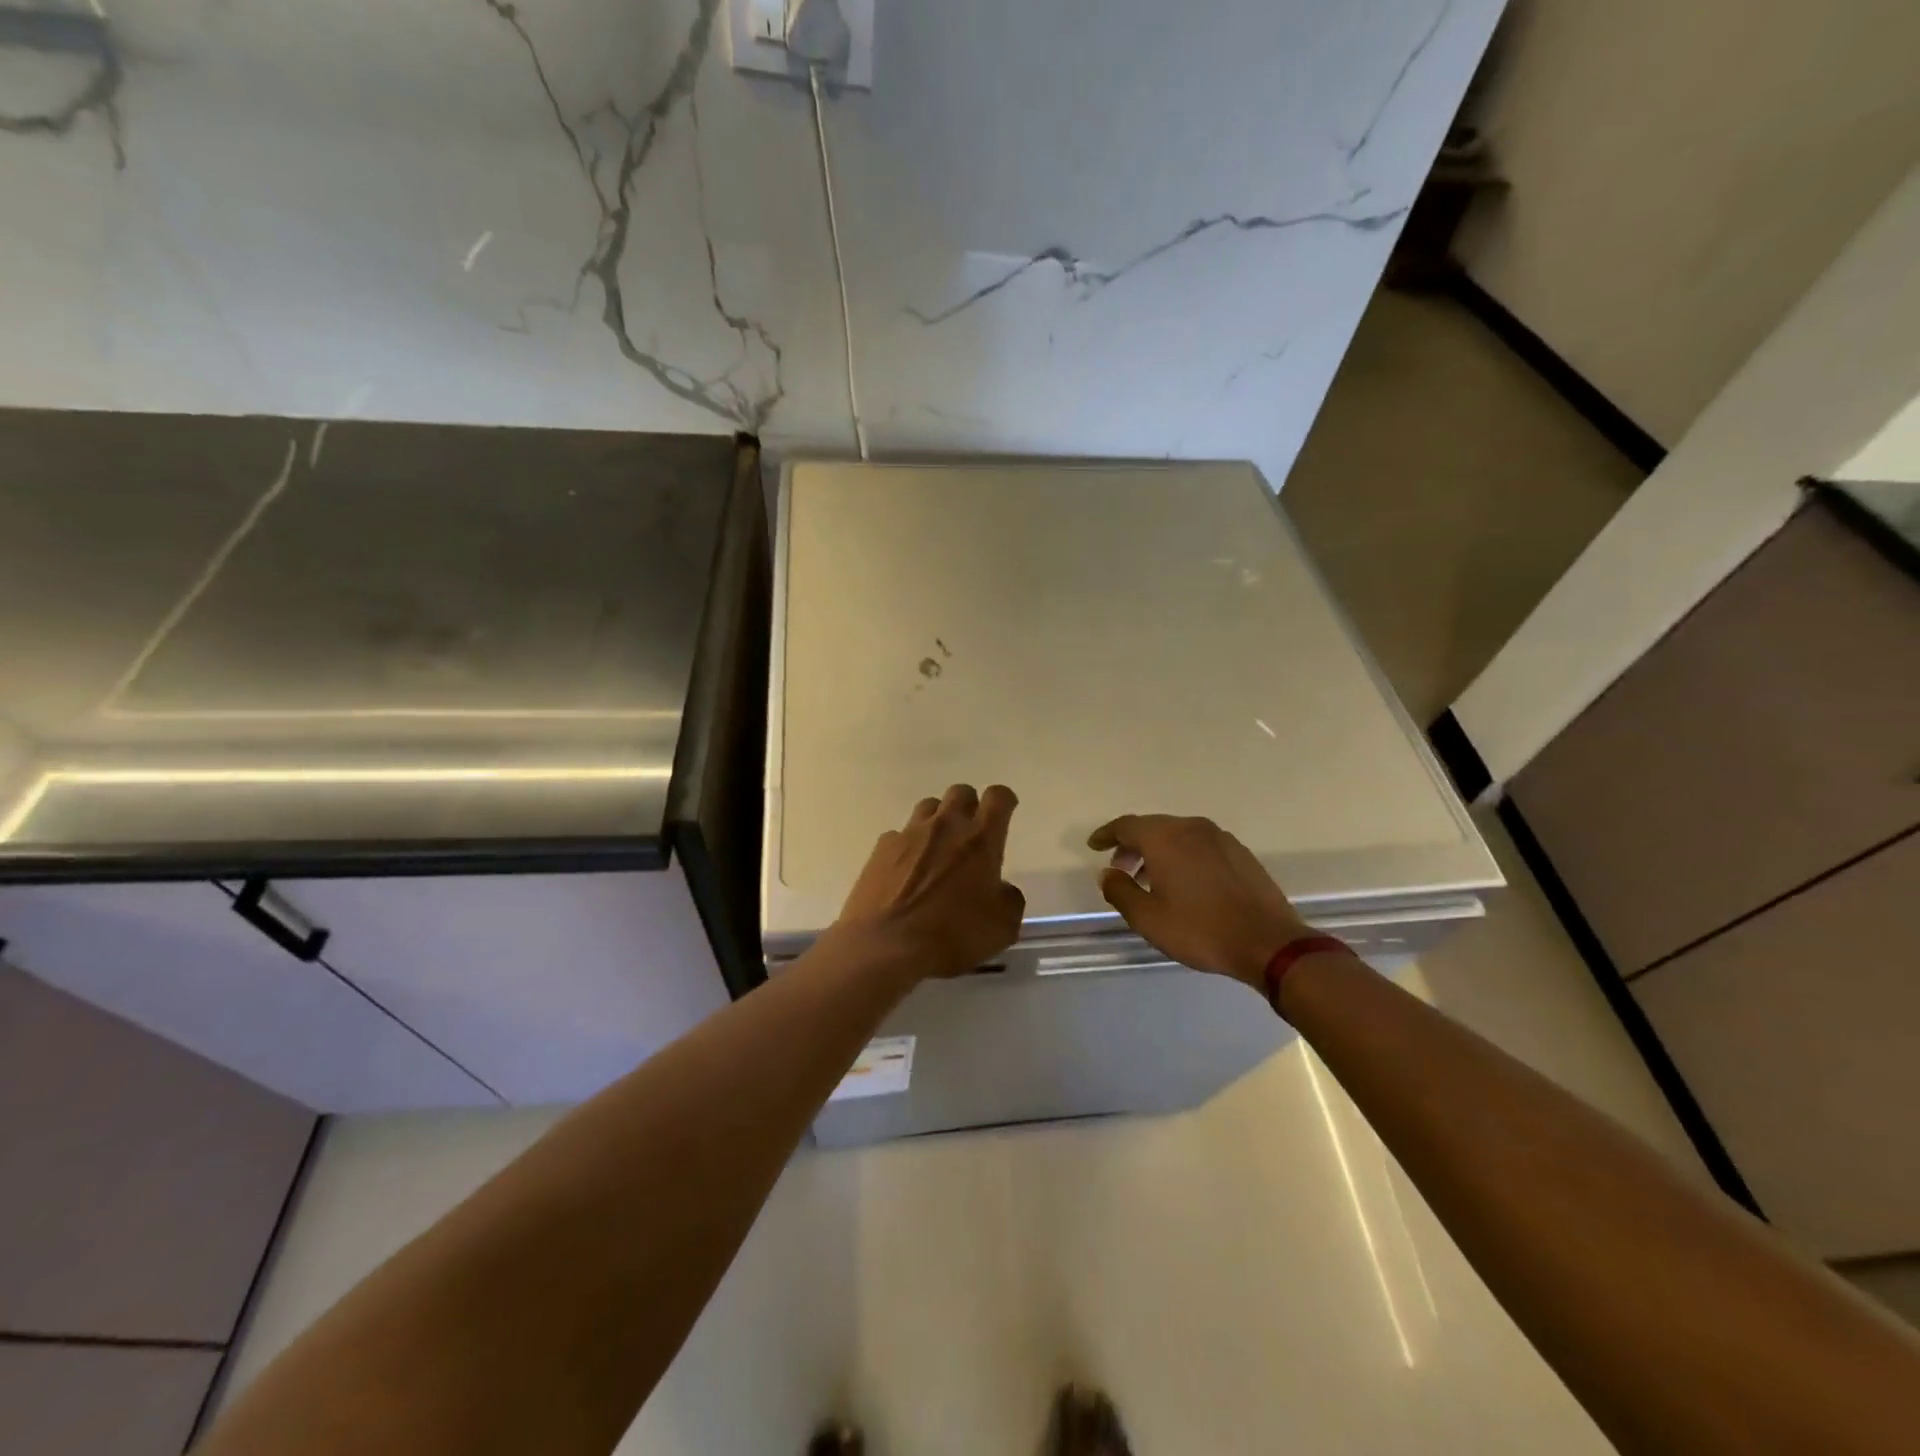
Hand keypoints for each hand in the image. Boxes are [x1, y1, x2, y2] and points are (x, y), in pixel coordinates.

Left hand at [833, 784, 1025, 980]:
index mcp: (980, 839)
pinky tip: (906, 871)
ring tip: (937, 850)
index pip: (998, 797)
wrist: (886, 946)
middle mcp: (945, 826)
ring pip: (928, 807)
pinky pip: (899, 834)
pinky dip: (907, 846)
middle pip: (960, 792)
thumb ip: (1009, 898)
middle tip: (970, 834)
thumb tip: (1000, 888)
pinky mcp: (881, 848)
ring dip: (938, 820)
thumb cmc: (952, 935)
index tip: (1005, 814)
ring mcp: (909, 833)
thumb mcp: (1002, 927)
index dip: (1004, 802)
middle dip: (969, 806)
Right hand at [1088, 814, 1310, 986]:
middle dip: (1132, 845)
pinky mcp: (1240, 853)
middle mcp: (1192, 828)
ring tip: (1150, 880)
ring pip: (1178, 835)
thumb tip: (1107, 874)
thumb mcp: (1148, 918)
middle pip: (1153, 828)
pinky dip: (1183, 856)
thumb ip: (1120, 891)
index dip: (1106, 834)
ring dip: (1158, 852)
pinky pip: (1200, 845)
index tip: (1093, 846)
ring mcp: (1220, 838)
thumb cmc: (1200, 929)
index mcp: (1165, 838)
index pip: (1126, 825)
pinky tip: (1185, 883)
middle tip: (1120, 868)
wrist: (1269, 942)